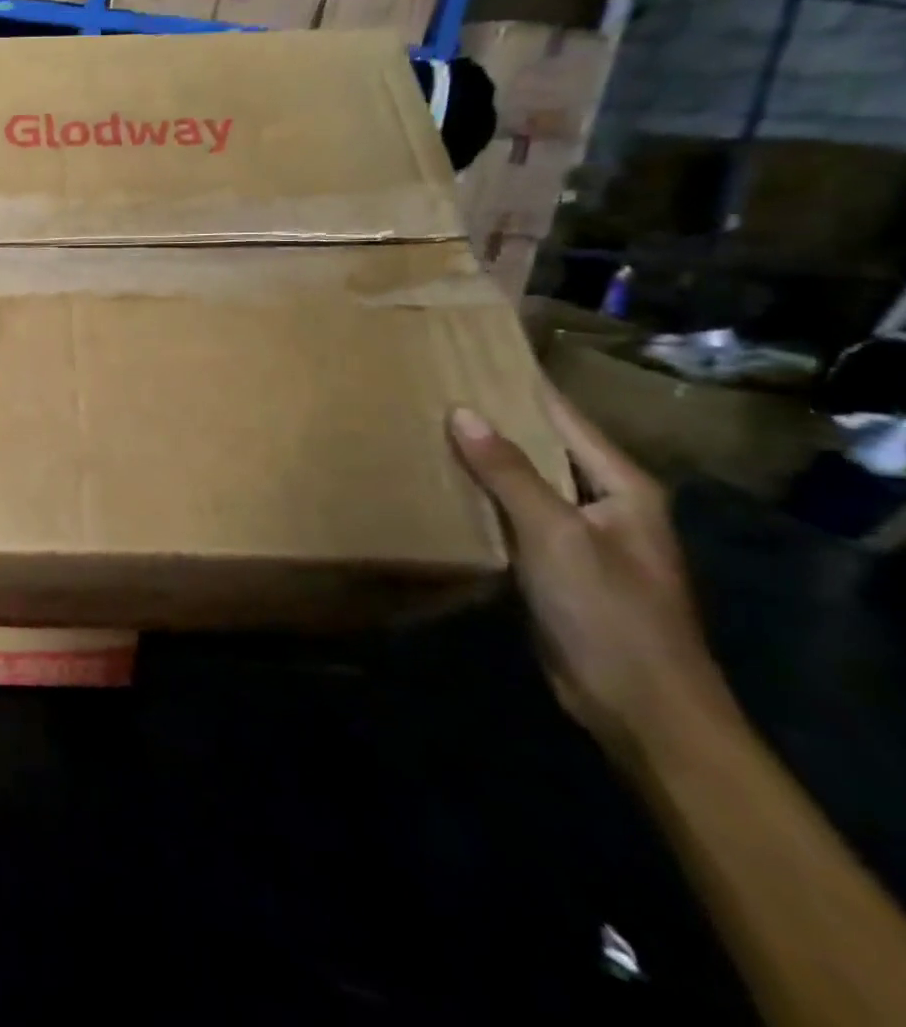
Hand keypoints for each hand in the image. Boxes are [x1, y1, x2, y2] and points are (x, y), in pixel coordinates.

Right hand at [448, 386, 721, 751]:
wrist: (638, 705)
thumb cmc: (607, 610)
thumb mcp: (556, 534)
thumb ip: (508, 472)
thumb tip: (462, 412)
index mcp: (620, 485)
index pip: (563, 416)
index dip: (520, 386)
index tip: (470, 357)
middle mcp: (602, 502)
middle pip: (540, 447)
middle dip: (491, 421)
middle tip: (431, 389)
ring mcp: (577, 535)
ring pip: (521, 483)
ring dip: (480, 462)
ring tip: (423, 429)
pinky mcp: (553, 565)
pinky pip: (510, 517)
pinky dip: (479, 500)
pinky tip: (439, 487)